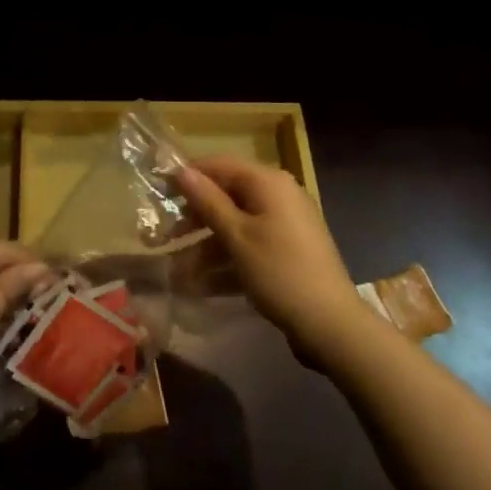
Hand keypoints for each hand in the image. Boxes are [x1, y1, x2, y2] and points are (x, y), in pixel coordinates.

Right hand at [177, 156, 370, 358]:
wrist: (331, 324)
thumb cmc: (279, 272)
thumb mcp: (237, 237)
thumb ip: (208, 201)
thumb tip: (181, 170)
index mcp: (268, 182)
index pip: (219, 165)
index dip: (188, 176)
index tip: (159, 192)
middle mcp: (279, 194)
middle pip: (227, 195)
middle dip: (195, 217)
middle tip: (165, 237)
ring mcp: (286, 223)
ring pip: (236, 224)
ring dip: (207, 245)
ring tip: (180, 271)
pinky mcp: (289, 249)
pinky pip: (251, 244)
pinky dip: (228, 259)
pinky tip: (204, 285)